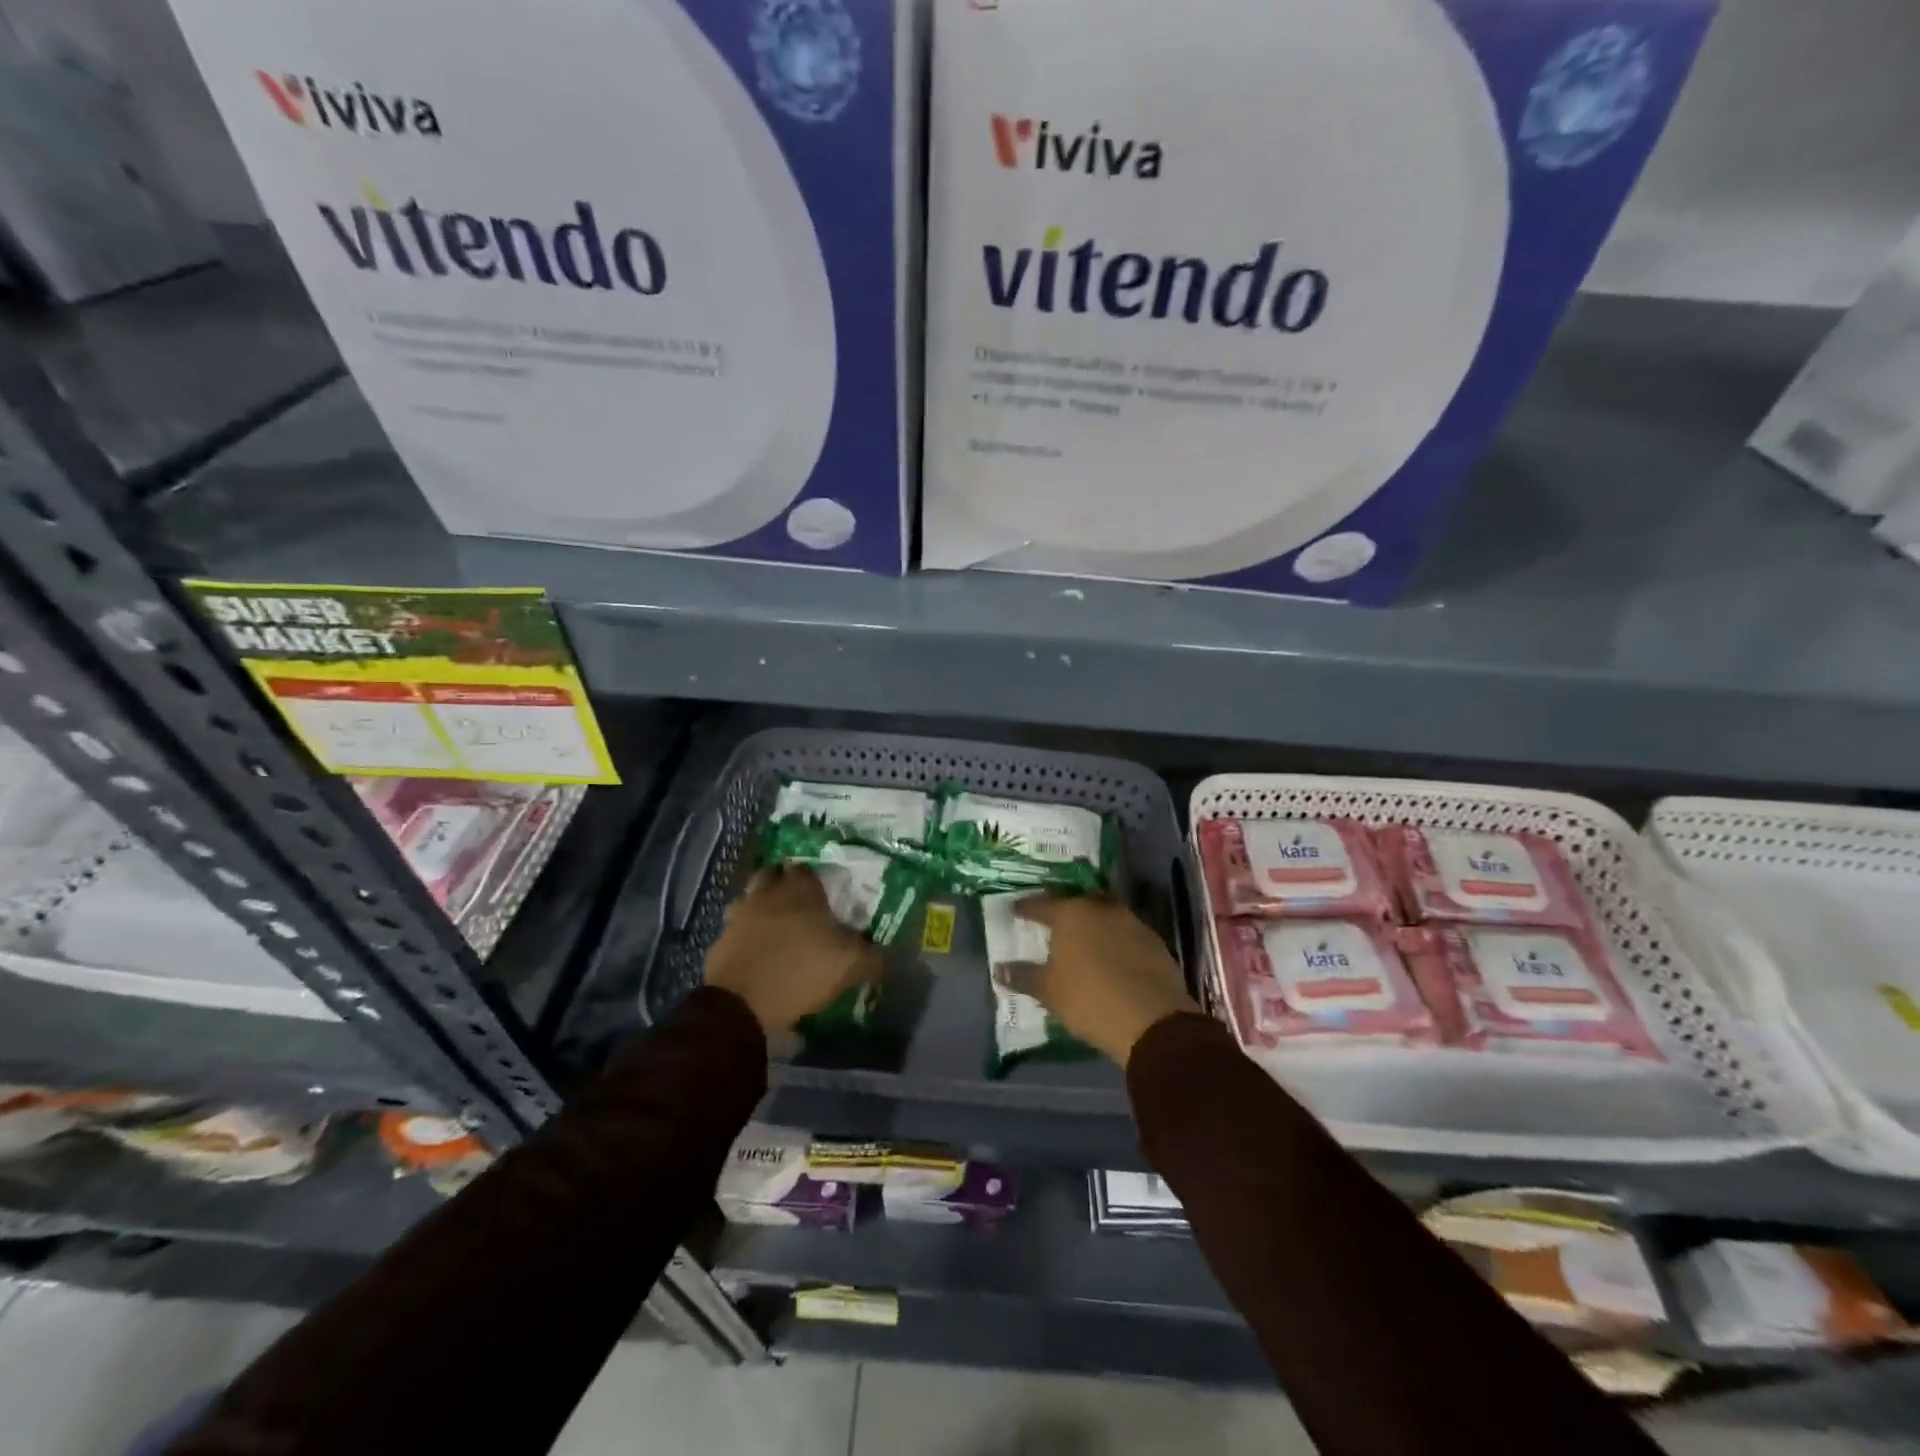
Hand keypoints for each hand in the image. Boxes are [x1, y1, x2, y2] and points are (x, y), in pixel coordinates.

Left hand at [704, 866, 881, 1034]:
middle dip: (783, 887)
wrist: (743, 1004)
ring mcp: (738, 917)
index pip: (805, 869)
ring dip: (761, 911)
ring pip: (750, 903)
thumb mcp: (851, 964)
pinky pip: (736, 934)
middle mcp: (765, 894)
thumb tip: (882, 955)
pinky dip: (745, 940)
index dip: (815, 879)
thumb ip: (871, 955)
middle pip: (772, 877)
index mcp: (799, 890)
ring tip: (776, 932)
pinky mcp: (720, 943)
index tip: (825, 895)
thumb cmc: (802, 970)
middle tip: (800, 908)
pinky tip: (758, 957)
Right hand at [1010, 896, 1197, 1065]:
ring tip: (1082, 937)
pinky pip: (1125, 931)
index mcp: (1070, 913)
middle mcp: (1101, 908)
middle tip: (1051, 919)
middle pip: (1076, 901)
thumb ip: (1023, 976)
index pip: (1041, 905)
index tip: (1015, 910)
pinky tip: (1110, 954)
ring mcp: (1131, 921)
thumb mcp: (1048, 991)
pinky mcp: (1153, 941)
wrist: (1152, 1019)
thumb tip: (999, 968)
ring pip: (1104, 912)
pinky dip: (1114, 938)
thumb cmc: (1089, 999)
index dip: (1026, 908)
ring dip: (1092, 921)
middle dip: (1063, 908)